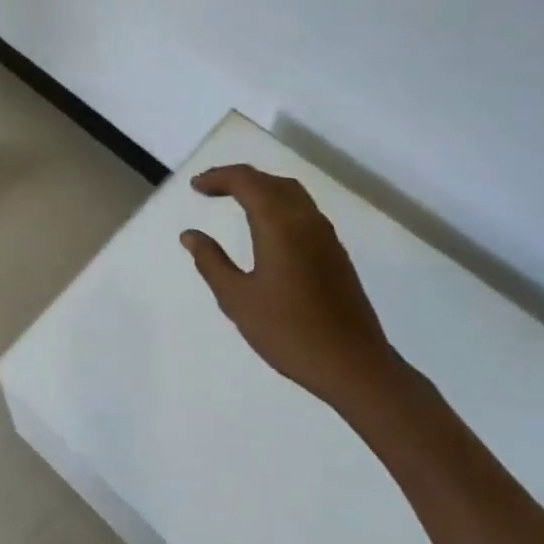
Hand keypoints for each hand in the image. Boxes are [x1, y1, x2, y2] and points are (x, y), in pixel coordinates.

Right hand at [181, 165, 399, 408]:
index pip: (246, 181)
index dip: (218, 177)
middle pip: (269, 181)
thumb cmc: (289, 332)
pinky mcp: (336, 252)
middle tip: (210, 189)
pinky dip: (278, 203)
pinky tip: (267, 227)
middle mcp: (305, 219)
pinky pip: (303, 210)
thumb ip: (211, 262)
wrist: (354, 366)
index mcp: (279, 224)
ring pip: (291, 193)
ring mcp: (325, 235)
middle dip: (238, 178)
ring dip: (261, 188)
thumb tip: (190, 235)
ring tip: (235, 200)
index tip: (195, 187)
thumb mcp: (238, 299)